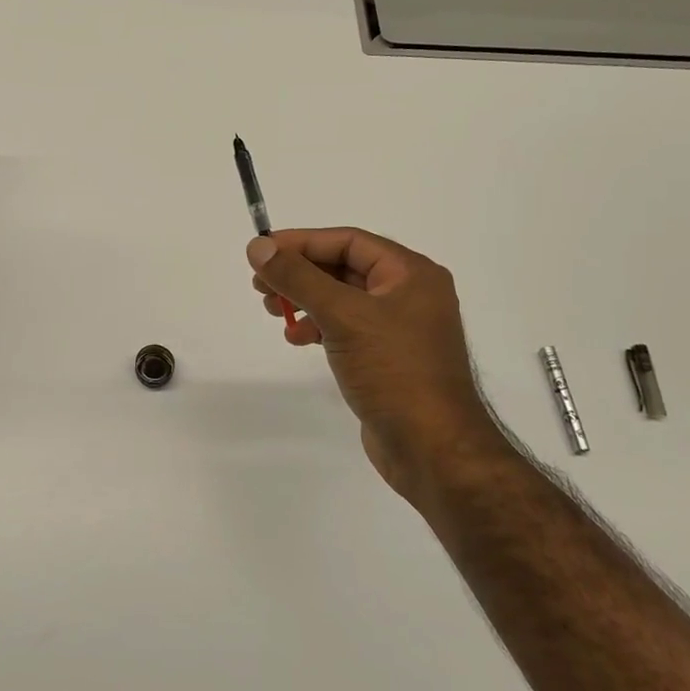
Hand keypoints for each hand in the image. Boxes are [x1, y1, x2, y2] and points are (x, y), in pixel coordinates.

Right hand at [248, 228, 510, 500]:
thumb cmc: (393, 371)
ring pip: (342, 299)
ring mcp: (399, 328)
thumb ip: (298, 278)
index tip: (261, 251)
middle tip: (260, 284)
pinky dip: (319, 327)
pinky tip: (297, 338)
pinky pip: (346, 328)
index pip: (349, 241)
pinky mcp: (387, 358)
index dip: (302, 242)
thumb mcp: (343, 316)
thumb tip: (257, 247)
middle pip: (344, 268)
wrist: (432, 449)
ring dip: (305, 300)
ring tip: (273, 311)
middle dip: (300, 273)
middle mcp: (409, 294)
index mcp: (411, 274)